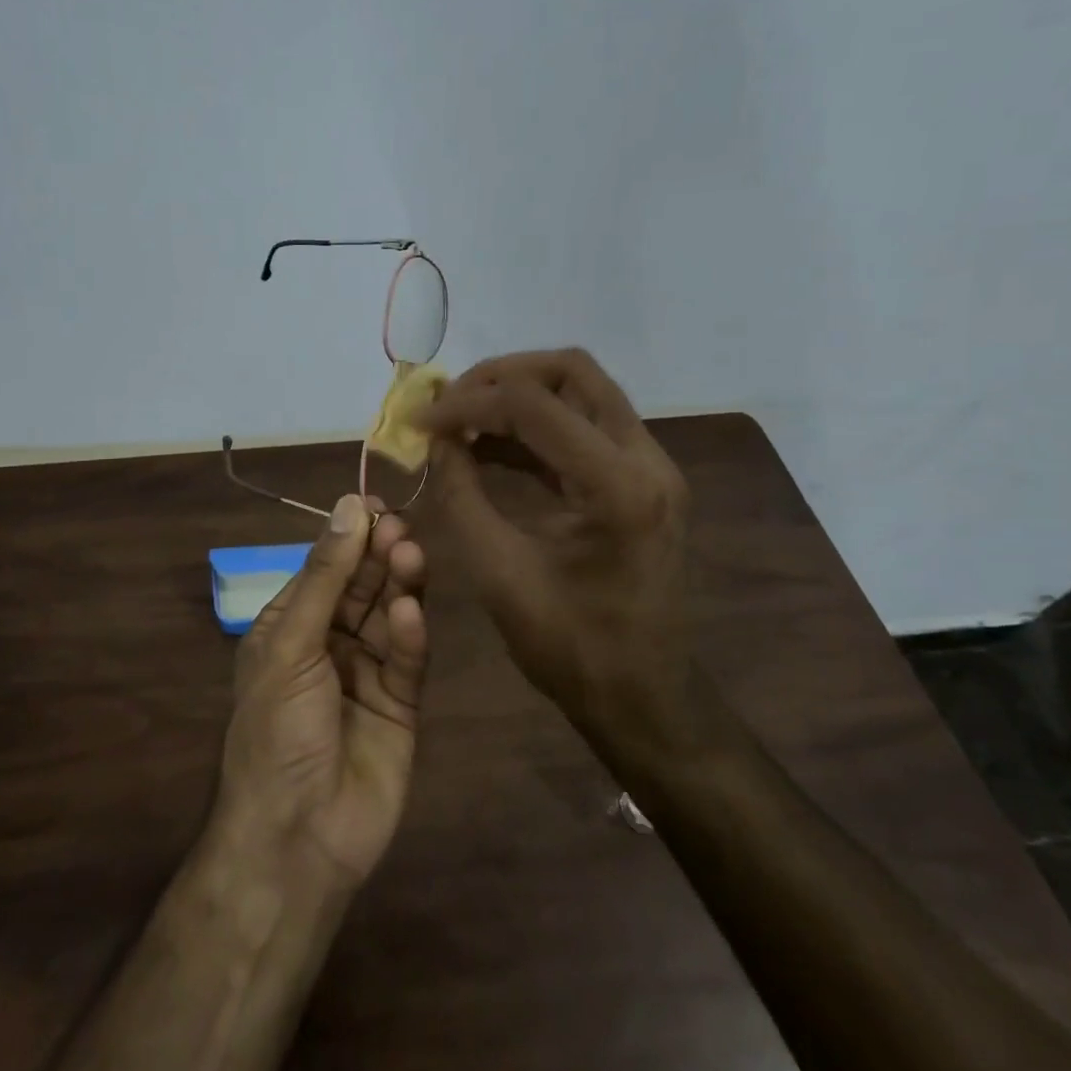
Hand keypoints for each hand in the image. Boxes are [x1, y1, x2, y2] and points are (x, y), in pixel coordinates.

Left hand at [211, 495, 428, 887]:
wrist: (297, 838)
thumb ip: (326, 577)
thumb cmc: (277, 732)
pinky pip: (407, 661)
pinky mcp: (400, 705)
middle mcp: (329, 645)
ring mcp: (367, 674)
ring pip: (389, 616)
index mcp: (291, 628)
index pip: (325, 569)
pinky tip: (412, 614)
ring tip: (410, 557)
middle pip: (361, 587)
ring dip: (398, 586)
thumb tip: (349, 506)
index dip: (349, 537)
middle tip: (400, 530)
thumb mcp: (292, 646)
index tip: (377, 506)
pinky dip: (412, 636)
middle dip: (378, 557)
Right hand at [417, 349, 692, 741]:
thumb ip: (461, 494)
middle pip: (572, 371)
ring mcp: (651, 467)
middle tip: (450, 402)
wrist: (643, 699)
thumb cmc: (570, 649)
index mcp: (617, 487)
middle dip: (501, 376)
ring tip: (461, 418)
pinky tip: (490, 444)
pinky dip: (536, 425)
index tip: (419, 422)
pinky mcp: (642, 480)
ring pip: (583, 391)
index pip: (533, 405)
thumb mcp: (498, 572)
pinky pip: (586, 427)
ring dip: (519, 395)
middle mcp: (646, 459)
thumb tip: (437, 440)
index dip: (466, 403)